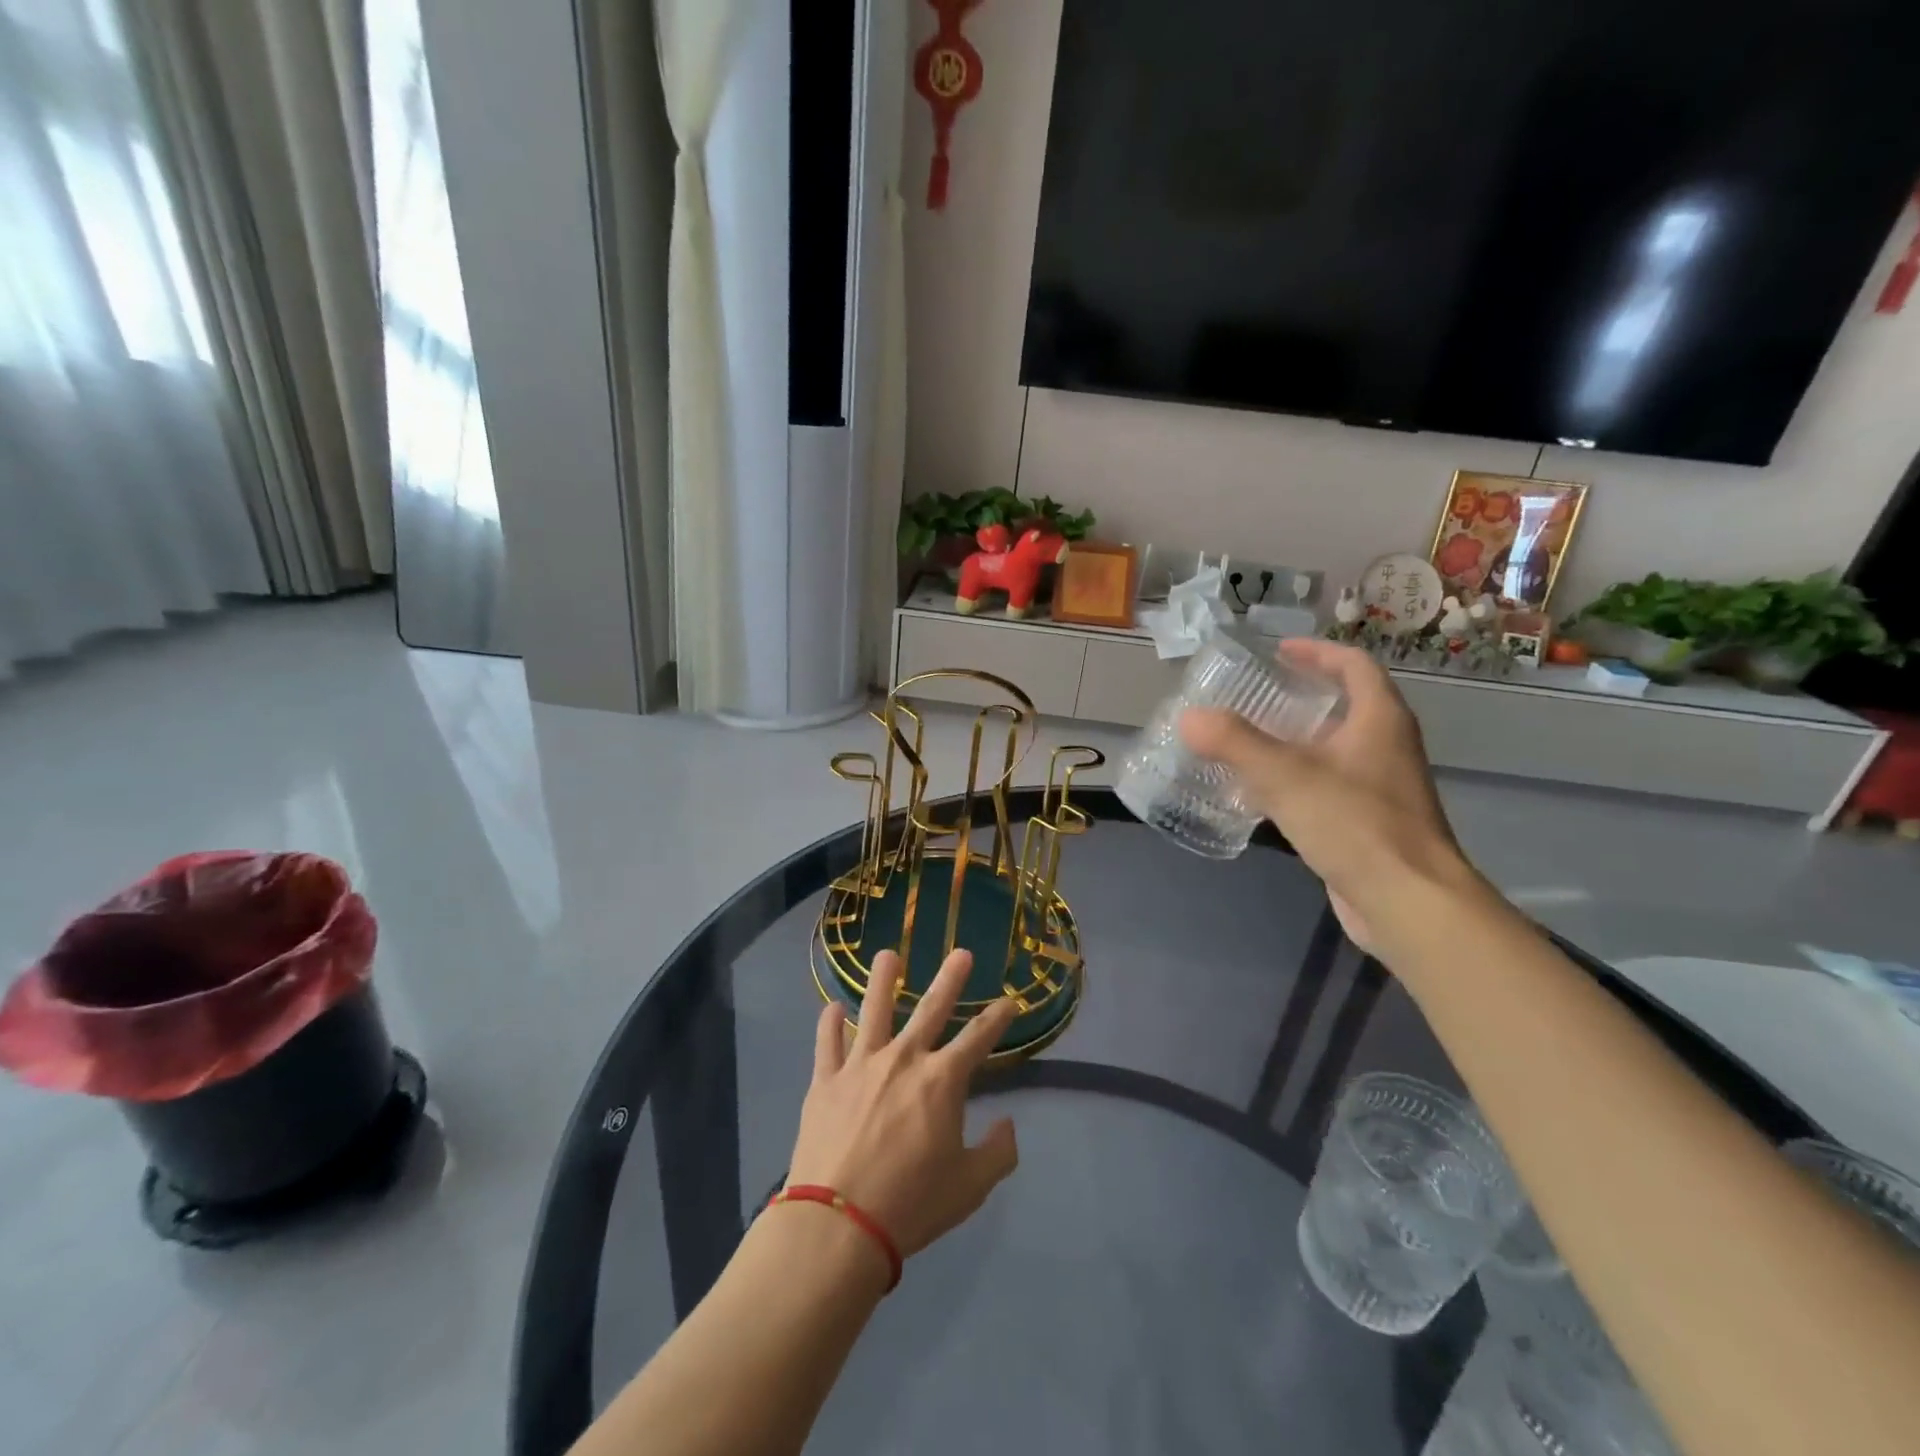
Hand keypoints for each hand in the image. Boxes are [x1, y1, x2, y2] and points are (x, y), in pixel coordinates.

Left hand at [786, 948, 1019, 1261]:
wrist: (838, 1225)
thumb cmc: (911, 1205)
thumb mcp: (970, 1188)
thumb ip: (998, 1153)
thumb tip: (1008, 1125)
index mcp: (942, 1081)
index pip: (979, 1038)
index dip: (998, 1017)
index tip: (1010, 1000)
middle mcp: (903, 1059)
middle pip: (930, 1009)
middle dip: (950, 979)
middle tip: (961, 953)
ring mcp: (861, 1065)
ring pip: (874, 1010)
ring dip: (883, 980)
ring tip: (887, 955)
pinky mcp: (826, 1081)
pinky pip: (827, 1043)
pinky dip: (830, 1023)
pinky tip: (833, 1008)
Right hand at [1178, 638, 1476, 952]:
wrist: (1408, 902)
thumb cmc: (1355, 825)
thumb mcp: (1285, 776)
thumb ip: (1234, 742)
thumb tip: (1190, 717)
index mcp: (1379, 720)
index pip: (1353, 666)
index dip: (1316, 652)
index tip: (1278, 652)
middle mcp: (1386, 746)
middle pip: (1344, 705)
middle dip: (1299, 696)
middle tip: (1252, 696)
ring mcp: (1381, 787)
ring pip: (1334, 748)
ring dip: (1294, 740)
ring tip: (1247, 741)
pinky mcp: (1369, 823)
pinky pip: (1328, 785)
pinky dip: (1296, 778)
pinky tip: (1262, 794)